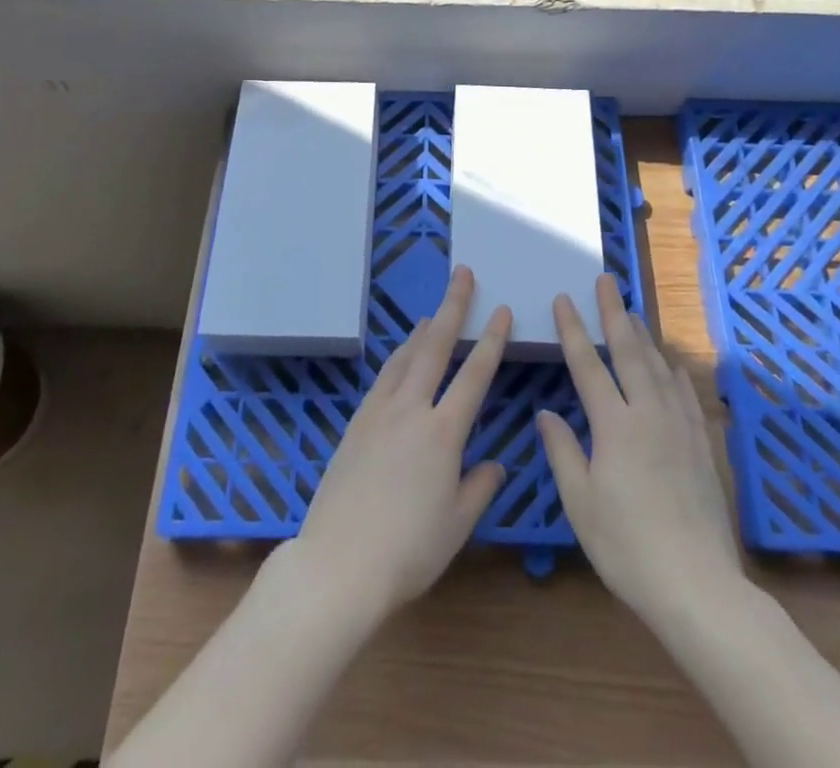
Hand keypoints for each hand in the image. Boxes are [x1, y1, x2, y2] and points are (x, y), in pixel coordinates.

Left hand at [288, 265, 511, 624]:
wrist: (338, 564)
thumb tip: (495, 464)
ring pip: (406, 357)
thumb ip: (479, 487)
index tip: (501, 310)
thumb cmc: (408, 551)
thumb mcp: (457, 525)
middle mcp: (411, 410)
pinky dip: (399, 358)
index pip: (474, 374)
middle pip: (436, 346)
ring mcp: (379, 412)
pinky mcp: (356, 423)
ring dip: (423, 329)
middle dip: (452, 306)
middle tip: (463, 274)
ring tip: (434, 311)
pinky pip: (384, 377)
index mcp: (443, 433)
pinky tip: (402, 358)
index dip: (491, 340)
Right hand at [537, 275, 744, 629]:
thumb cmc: (627, 546)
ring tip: (631, 312)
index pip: (589, 364)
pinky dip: (675, 371)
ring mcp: (680, 426)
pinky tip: (672, 365)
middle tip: (606, 280)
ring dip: (643, 335)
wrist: (697, 585)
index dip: (574, 330)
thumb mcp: (580, 502)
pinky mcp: (700, 444)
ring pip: (660, 366)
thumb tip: (547, 413)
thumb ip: (562, 451)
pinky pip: (686, 393)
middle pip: (629, 351)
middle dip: (614, 313)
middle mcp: (649, 413)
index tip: (565, 298)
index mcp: (615, 425)